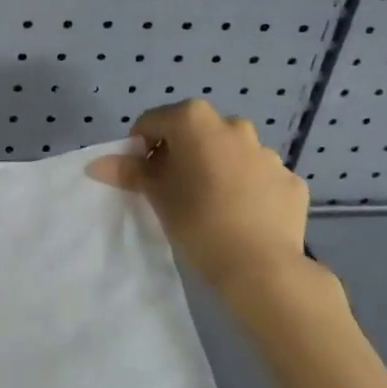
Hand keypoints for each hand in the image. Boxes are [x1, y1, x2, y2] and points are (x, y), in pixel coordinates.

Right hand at [87, 99, 308, 293]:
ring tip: (211, 206)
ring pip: (230, 153)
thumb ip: (128, 171)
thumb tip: (96, 164)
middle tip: (173, 190)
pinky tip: (242, 217)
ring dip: (216, 168)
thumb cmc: (198, 221)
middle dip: (181, 154)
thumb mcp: (156, 195)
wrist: (262, 268)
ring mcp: (267, 152)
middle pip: (194, 133)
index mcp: (195, 119)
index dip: (140, 147)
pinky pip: (258, 177)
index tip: (140, 176)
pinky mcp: (290, 180)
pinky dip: (247, 188)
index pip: (153, 122)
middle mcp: (233, 125)